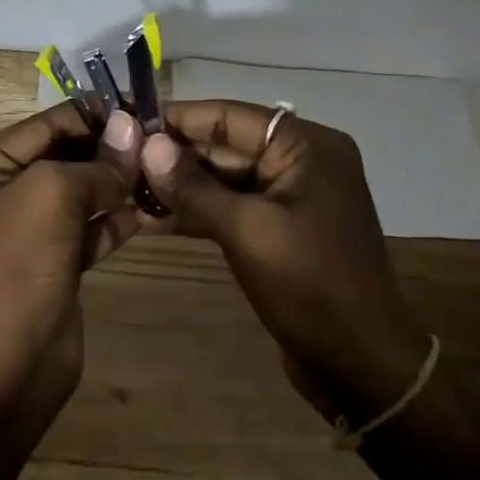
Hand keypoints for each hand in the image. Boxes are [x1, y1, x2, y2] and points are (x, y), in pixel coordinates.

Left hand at [0, 104, 144, 403]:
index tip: (141, 110)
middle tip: (160, 143)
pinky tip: (153, 208)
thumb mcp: (51, 194)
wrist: (5, 367)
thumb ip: (95, 161)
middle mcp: (1, 193)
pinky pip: (91, 228)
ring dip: (119, 183)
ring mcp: (29, 231)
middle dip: (109, 151)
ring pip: (82, 193)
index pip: (44, 126)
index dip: (92, 116)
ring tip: (163, 171)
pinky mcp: (56, 263)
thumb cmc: (15, 264)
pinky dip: (118, 219)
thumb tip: (131, 129)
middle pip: (64, 157)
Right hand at [137, 101, 433, 424]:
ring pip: (223, 177)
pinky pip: (232, 205)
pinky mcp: (279, 226)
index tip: (128, 122)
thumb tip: (147, 146)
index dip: (178, 119)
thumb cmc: (309, 286)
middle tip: (119, 162)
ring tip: (126, 190)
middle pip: (225, 144)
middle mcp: (301, 160)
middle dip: (174, 155)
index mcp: (307, 146)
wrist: (359, 364)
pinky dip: (197, 210)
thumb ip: (194, 186)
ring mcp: (290, 195)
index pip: (230, 116)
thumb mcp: (246, 230)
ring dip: (180, 185)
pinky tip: (152, 219)